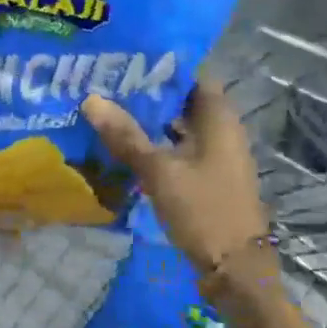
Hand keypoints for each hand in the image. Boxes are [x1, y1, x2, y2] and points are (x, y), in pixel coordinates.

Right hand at [82, 80, 268, 280]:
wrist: (235, 271)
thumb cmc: (203, 210)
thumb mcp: (159, 171)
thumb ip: (126, 135)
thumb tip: (91, 99)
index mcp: (218, 119)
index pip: (192, 74)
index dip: (162, 63)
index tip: (126, 57)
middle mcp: (221, 131)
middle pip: (182, 100)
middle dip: (147, 92)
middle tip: (106, 82)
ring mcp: (215, 156)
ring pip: (178, 126)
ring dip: (148, 120)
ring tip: (107, 109)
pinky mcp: (207, 178)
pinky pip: (178, 149)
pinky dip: (155, 144)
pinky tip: (125, 147)